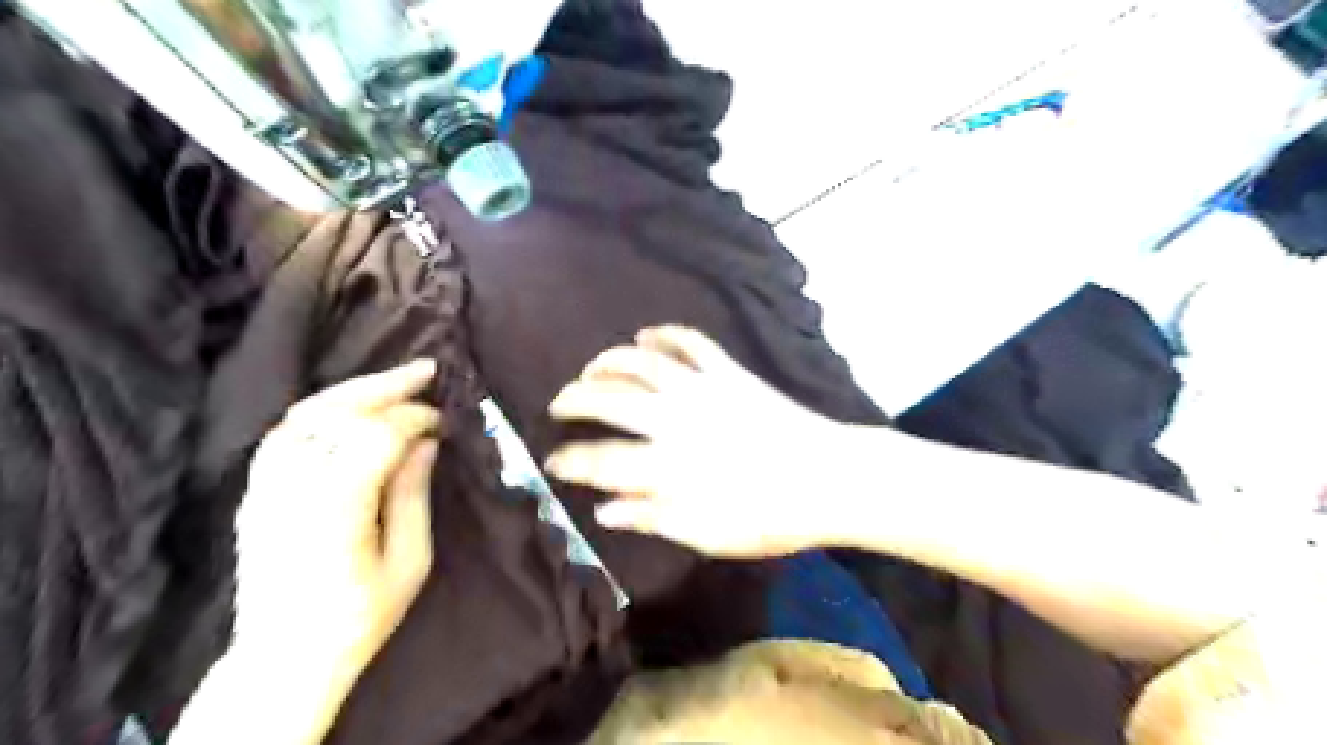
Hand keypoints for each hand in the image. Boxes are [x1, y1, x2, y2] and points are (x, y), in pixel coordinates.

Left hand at [234, 359, 442, 685]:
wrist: (284, 658)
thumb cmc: (360, 616)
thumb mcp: (409, 561)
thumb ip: (413, 494)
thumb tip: (427, 443)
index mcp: (337, 506)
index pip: (377, 434)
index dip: (414, 417)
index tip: (442, 420)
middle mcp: (293, 485)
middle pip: (336, 411)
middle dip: (385, 385)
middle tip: (425, 369)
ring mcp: (265, 487)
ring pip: (304, 415)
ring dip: (351, 392)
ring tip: (391, 382)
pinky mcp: (254, 493)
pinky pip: (284, 434)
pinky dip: (319, 412)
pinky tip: (346, 411)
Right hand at [544, 327, 878, 558]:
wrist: (828, 477)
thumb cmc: (769, 516)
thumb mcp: (707, 534)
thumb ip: (652, 518)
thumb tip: (604, 510)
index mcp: (667, 466)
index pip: (600, 461)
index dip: (569, 461)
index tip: (552, 462)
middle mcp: (675, 420)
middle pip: (609, 400)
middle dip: (574, 400)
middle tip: (559, 405)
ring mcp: (702, 389)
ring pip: (642, 362)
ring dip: (609, 361)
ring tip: (590, 369)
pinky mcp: (728, 372)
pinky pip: (690, 342)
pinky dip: (664, 333)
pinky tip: (646, 334)